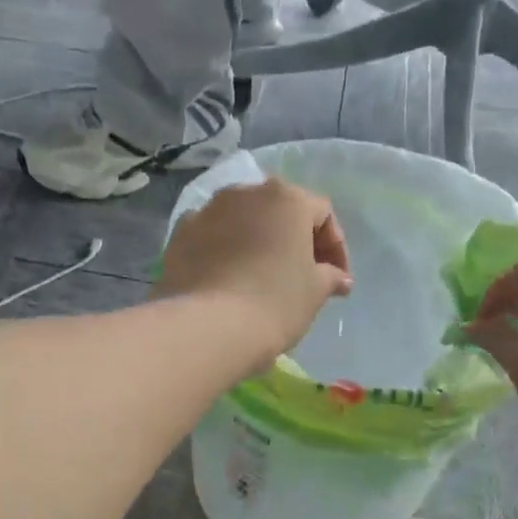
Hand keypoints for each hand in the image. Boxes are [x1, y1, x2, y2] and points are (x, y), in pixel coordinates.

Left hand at [154, 178, 352, 369]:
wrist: (208, 326)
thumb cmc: (275, 302)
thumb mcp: (314, 292)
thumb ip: (329, 277)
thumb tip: (338, 279)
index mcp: (286, 197)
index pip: (321, 214)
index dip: (335, 248)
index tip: (337, 280)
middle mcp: (244, 193)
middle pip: (278, 211)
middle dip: (293, 239)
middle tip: (302, 275)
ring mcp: (207, 210)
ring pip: (241, 221)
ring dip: (255, 242)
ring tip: (261, 276)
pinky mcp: (179, 235)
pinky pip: (210, 237)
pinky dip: (222, 251)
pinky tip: (227, 279)